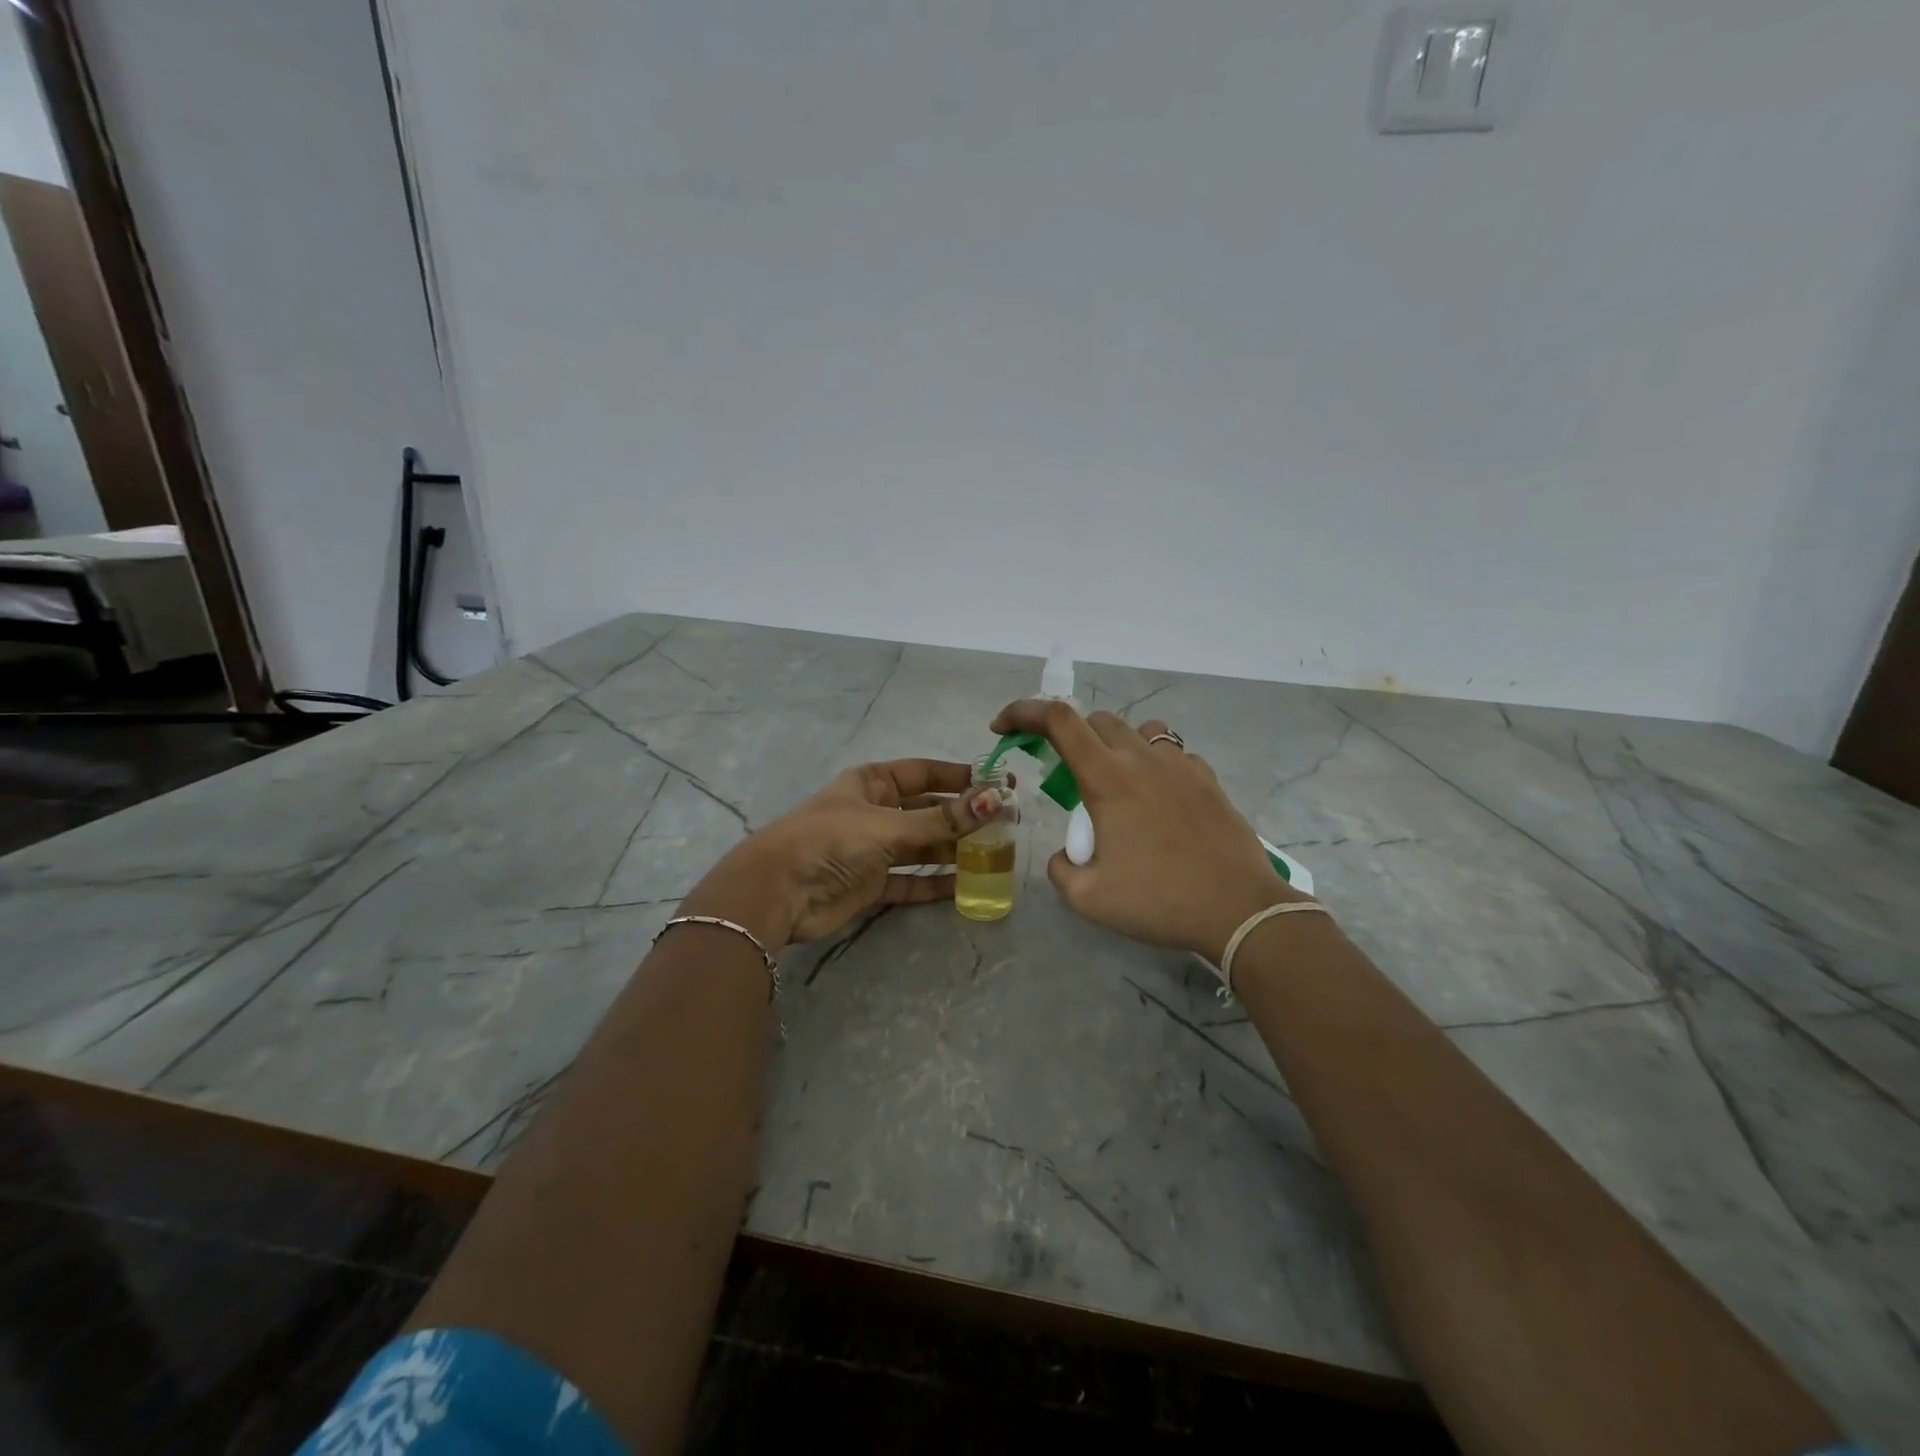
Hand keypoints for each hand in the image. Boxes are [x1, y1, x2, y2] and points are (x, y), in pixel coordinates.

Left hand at [678, 759, 1005, 949]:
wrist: (778, 892)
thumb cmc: (831, 841)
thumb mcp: (889, 826)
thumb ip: (942, 819)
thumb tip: (995, 801)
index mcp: (873, 783)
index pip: (926, 773)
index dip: (961, 777)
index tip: (999, 784)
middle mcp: (876, 811)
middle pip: (928, 810)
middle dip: (964, 817)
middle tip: (1007, 825)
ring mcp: (873, 849)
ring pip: (922, 845)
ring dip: (954, 850)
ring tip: (995, 855)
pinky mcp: (871, 884)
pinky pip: (911, 879)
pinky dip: (935, 882)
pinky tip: (966, 886)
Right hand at [990, 700, 1305, 961]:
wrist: (1239, 910)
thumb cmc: (1159, 901)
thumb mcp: (1089, 898)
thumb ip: (1061, 869)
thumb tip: (1066, 855)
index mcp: (1108, 778)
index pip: (1058, 720)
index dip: (1023, 713)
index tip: (1003, 727)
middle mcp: (1143, 759)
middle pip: (1097, 720)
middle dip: (1068, 735)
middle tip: (1062, 773)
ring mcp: (1182, 766)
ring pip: (1139, 730)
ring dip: (1115, 744)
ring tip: (1113, 781)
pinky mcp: (1209, 781)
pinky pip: (1173, 754)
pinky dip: (1153, 764)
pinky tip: (1157, 800)